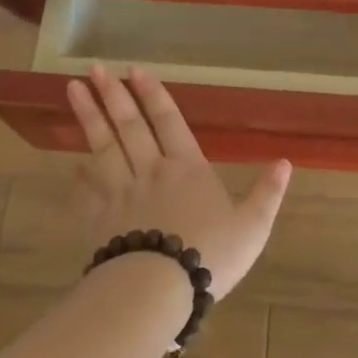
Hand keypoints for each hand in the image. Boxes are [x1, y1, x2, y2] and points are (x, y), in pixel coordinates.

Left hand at [67, 66, 290, 300]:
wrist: (158, 290)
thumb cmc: (209, 255)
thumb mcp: (252, 226)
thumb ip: (267, 193)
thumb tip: (285, 162)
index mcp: (187, 168)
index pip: (168, 121)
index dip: (153, 94)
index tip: (135, 70)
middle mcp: (150, 171)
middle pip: (129, 126)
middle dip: (113, 94)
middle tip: (95, 68)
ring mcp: (120, 193)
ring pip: (102, 147)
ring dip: (89, 117)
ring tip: (73, 89)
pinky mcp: (99, 220)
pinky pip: (85, 190)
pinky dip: (79, 175)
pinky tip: (72, 163)